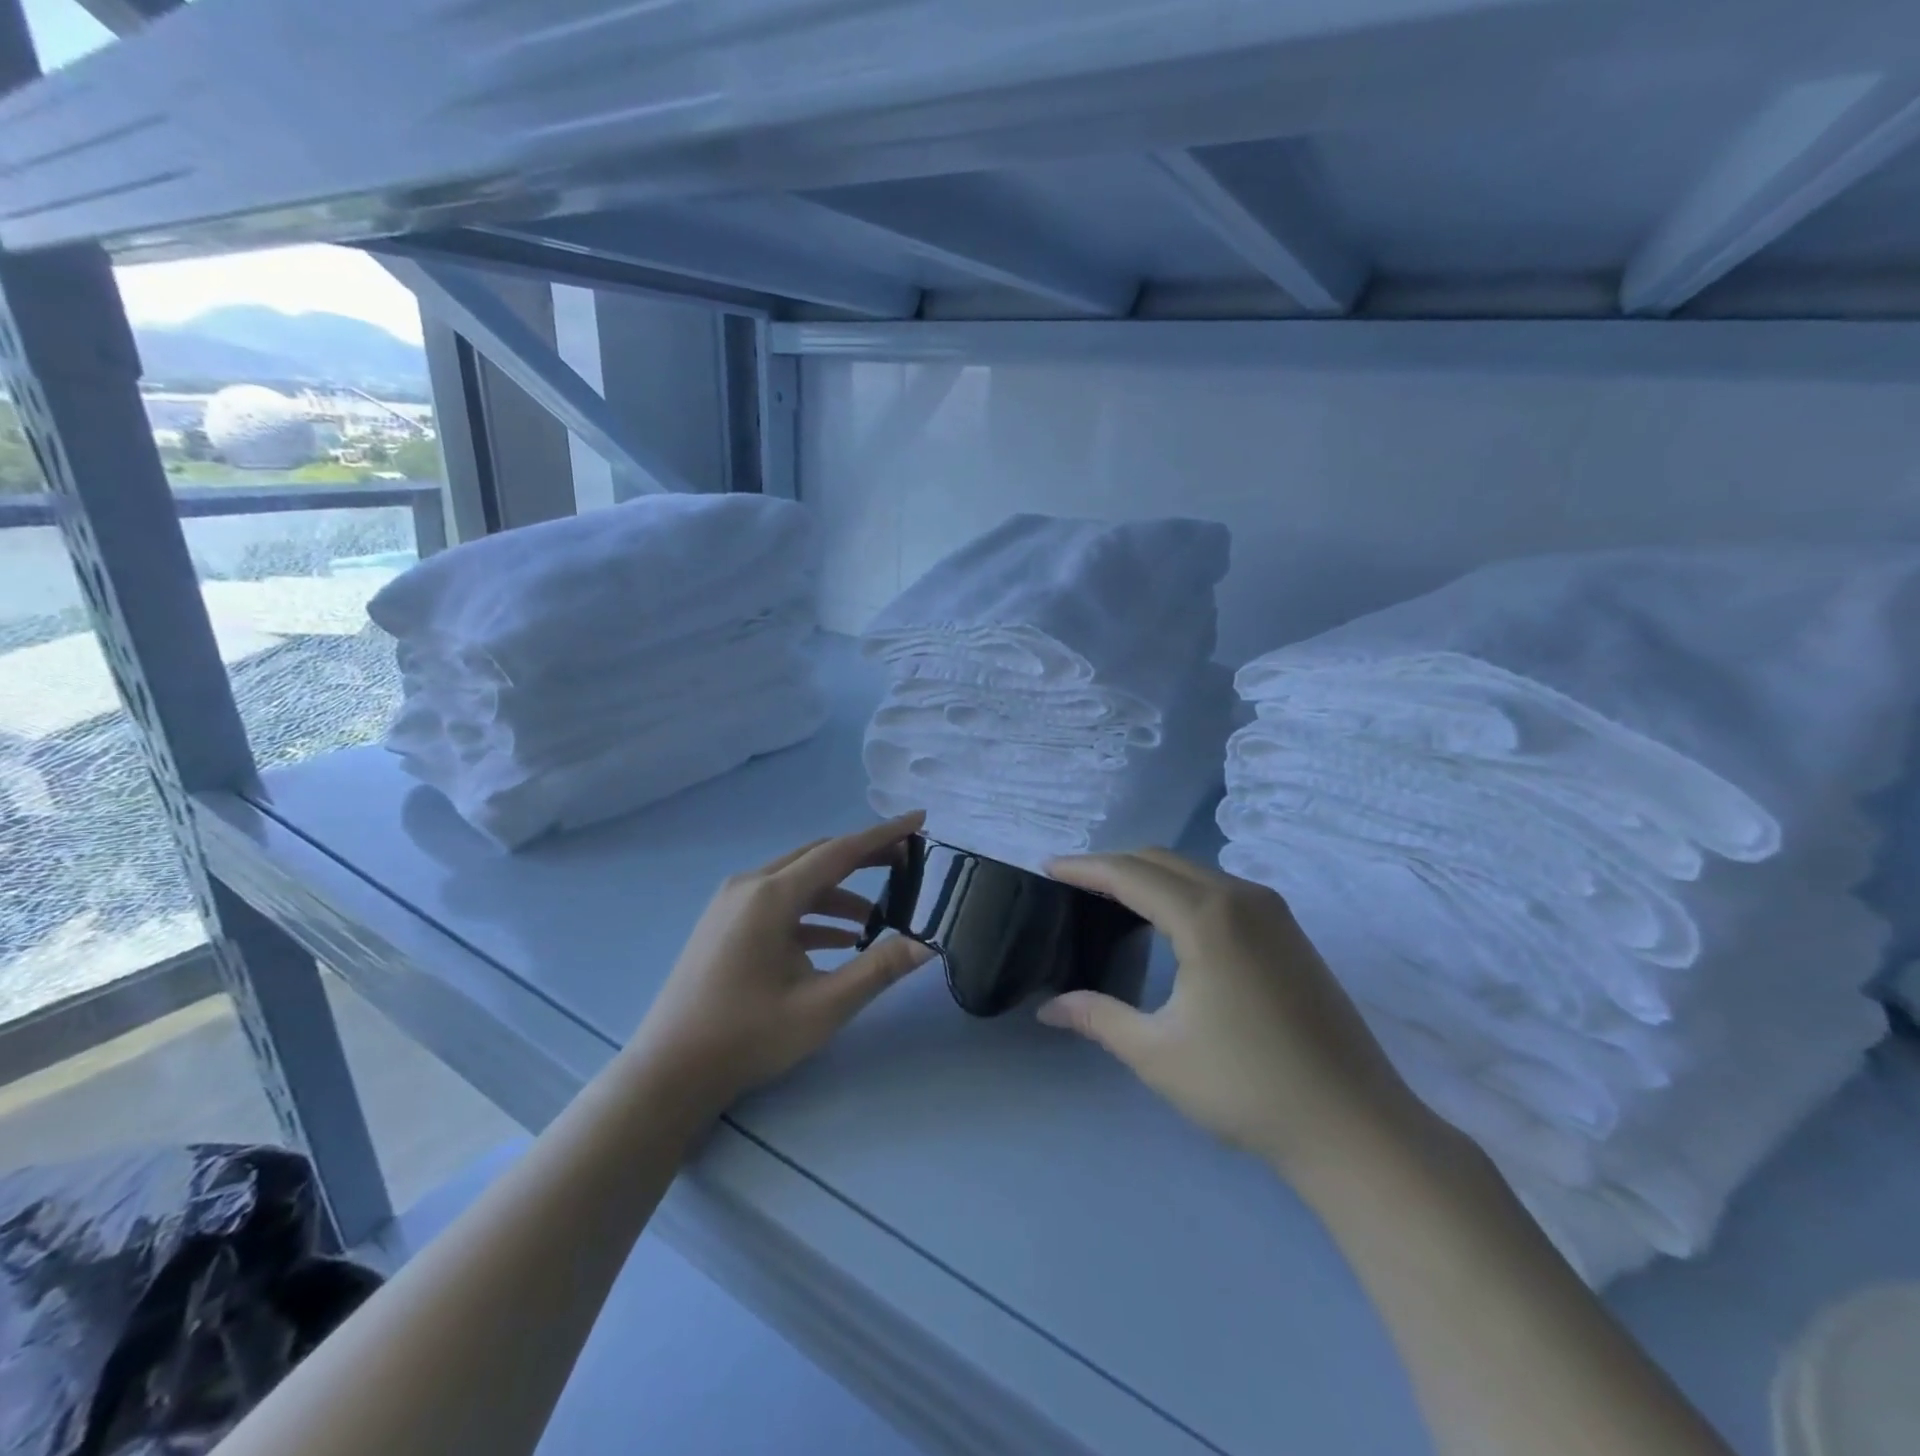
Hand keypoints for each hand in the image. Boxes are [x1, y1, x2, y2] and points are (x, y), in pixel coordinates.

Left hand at [629, 813, 934, 1116]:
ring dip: (839, 893)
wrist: (670, 1072)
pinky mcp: (725, 923)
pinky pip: (779, 904)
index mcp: (772, 896)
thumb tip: (928, 942)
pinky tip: (839, 940)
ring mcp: (732, 904)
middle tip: (907, 864)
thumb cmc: (748, 1036)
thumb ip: (879, 969)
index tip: (919, 820)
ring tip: (878, 918)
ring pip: (798, 881)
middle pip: (818, 858)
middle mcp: (750, 886)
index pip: (840, 851)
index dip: (883, 835)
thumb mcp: (823, 1006)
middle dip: (864, 858)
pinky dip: (812, 914)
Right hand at [1040, 848, 1430, 1174]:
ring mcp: (1272, 912)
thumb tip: (1049, 1008)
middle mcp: (1241, 897)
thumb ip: (1098, 1017)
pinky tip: (1168, 922)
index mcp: (1206, 917)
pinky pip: (1221, 889)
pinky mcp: (1289, 932)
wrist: (1355, 1126)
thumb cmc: (1247, 1087)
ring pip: (1194, 871)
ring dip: (1149, 875)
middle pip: (1161, 861)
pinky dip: (1182, 890)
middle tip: (1073, 884)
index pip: (1129, 874)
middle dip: (1113, 865)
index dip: (1084, 867)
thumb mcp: (1158, 1054)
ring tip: (1111, 899)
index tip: (1048, 867)